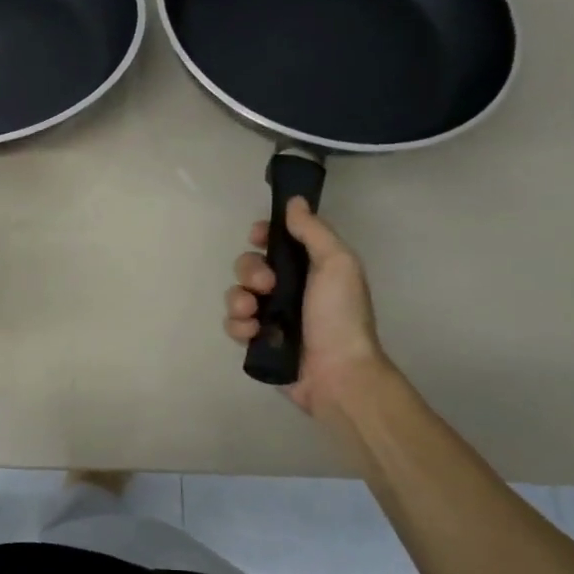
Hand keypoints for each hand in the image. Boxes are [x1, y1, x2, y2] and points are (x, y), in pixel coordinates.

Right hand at [224, 197, 387, 418]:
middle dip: (250, 270)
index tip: (259, 237)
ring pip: (236, 293)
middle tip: (267, 286)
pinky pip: (233, 323)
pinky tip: (253, 332)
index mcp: (309, 267)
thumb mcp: (337, 263)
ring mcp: (271, 316)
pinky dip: (238, 325)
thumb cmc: (340, 315)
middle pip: (249, 265)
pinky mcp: (257, 341)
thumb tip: (294, 201)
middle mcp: (288, 289)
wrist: (338, 372)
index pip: (276, 240)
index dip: (263, 235)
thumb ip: (313, 231)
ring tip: (254, 312)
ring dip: (238, 299)